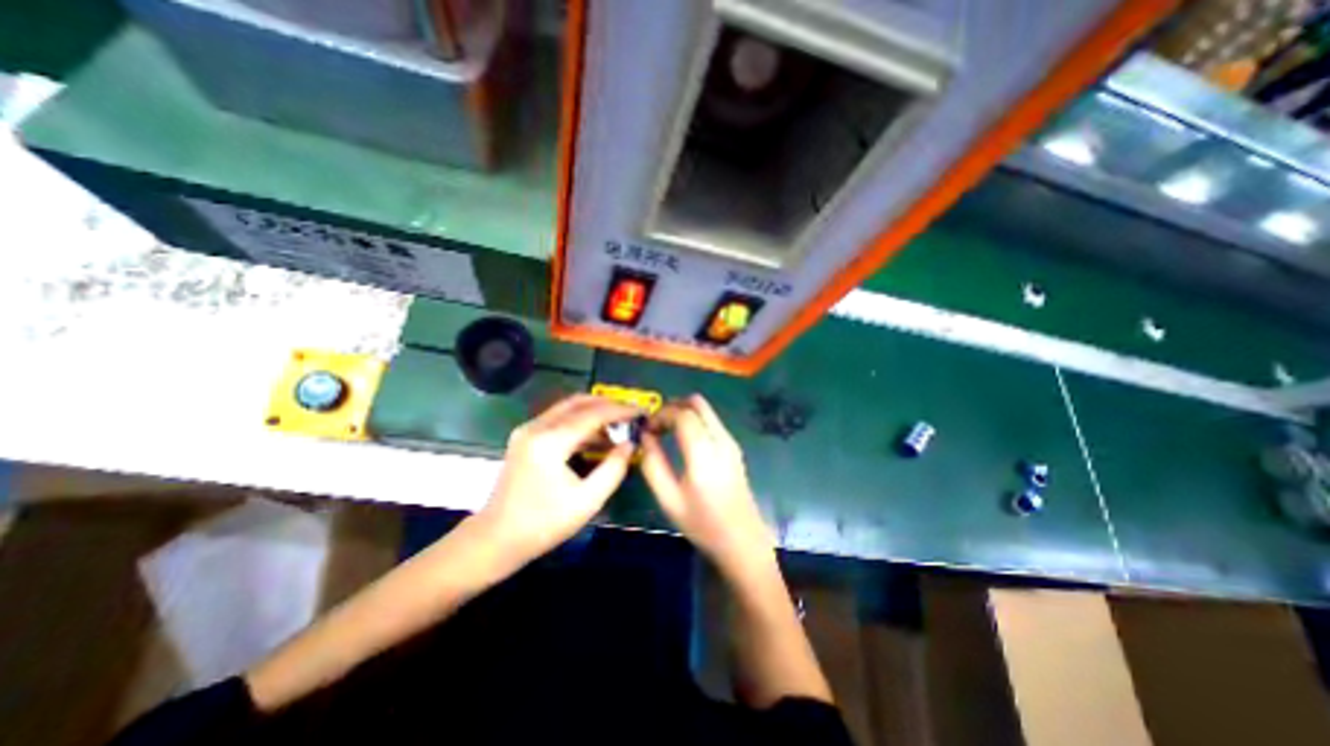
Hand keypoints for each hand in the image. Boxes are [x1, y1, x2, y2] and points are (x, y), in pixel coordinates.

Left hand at [476, 393, 641, 562]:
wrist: (496, 539)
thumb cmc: (544, 523)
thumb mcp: (588, 501)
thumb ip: (614, 468)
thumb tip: (630, 444)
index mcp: (551, 442)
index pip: (593, 414)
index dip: (619, 411)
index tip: (640, 412)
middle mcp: (537, 427)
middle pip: (579, 402)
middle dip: (607, 405)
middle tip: (630, 414)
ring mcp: (528, 430)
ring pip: (568, 408)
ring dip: (594, 412)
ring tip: (617, 426)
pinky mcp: (525, 437)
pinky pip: (559, 419)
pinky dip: (580, 421)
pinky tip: (596, 437)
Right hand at [643, 397, 775, 575]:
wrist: (742, 540)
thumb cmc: (703, 523)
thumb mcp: (668, 498)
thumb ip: (653, 464)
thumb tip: (644, 437)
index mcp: (704, 452)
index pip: (682, 414)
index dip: (660, 415)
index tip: (646, 429)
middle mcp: (721, 439)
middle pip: (697, 403)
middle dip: (672, 406)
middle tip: (655, 424)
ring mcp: (730, 441)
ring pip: (705, 410)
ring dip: (683, 412)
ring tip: (665, 431)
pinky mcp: (734, 447)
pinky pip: (711, 421)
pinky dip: (694, 420)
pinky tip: (682, 439)